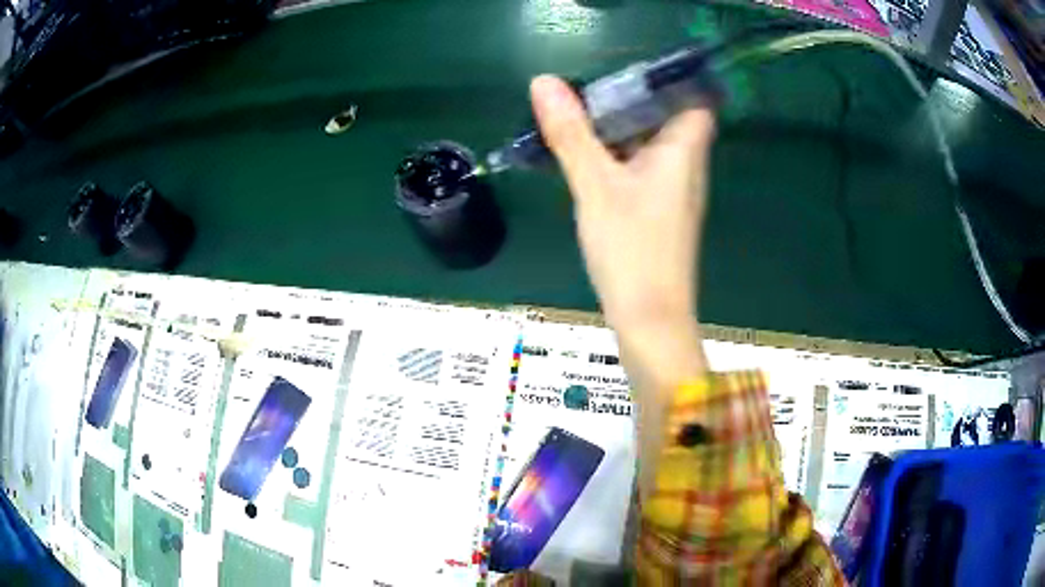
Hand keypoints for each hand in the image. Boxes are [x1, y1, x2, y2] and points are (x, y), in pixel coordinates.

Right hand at [529, 75, 714, 333]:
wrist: (649, 320)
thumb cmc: (631, 249)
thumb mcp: (595, 186)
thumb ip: (571, 133)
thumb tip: (544, 81)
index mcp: (682, 150)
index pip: (693, 99)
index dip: (667, 81)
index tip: (625, 71)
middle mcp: (684, 165)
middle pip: (665, 117)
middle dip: (628, 100)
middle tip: (584, 89)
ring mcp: (671, 189)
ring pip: (648, 144)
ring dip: (617, 128)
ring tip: (575, 114)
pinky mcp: (656, 210)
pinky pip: (638, 168)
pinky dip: (615, 156)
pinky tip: (584, 155)